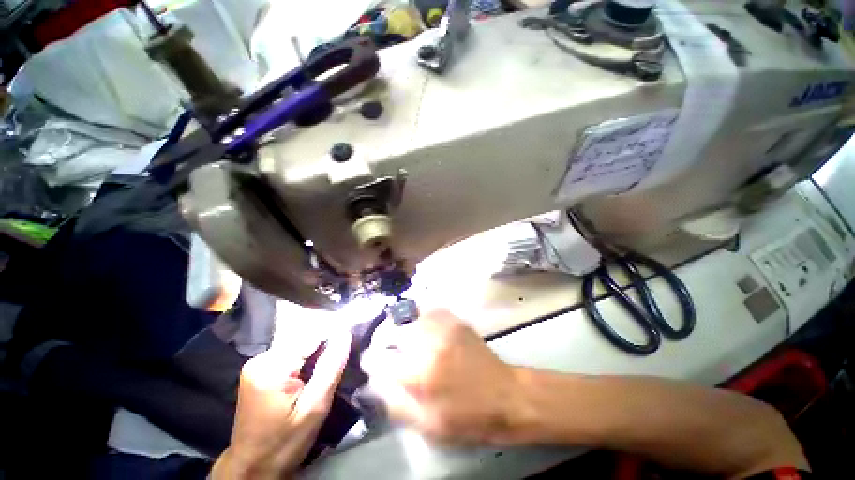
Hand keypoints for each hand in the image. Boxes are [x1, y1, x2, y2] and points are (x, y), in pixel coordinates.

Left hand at [211, 331, 351, 479]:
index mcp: (272, 367)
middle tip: (336, 364)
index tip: (348, 346)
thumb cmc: (285, 443)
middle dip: (323, 348)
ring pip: (297, 346)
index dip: (332, 338)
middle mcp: (261, 359)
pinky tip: (309, 375)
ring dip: (313, 355)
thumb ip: (331, 368)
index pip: (311, 336)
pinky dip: (302, 361)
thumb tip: (345, 335)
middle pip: (303, 340)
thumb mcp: (315, 408)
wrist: (252, 468)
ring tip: (325, 370)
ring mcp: (256, 364)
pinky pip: (288, 355)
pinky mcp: (257, 370)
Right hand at [361, 310, 525, 444]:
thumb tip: (375, 381)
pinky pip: (427, 309)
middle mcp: (428, 342)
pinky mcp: (454, 319)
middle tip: (383, 349)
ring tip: (398, 336)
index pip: (379, 358)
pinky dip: (417, 315)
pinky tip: (419, 326)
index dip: (370, 361)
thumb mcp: (426, 424)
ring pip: (406, 315)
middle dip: (381, 340)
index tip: (371, 364)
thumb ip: (394, 402)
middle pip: (390, 330)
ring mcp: (443, 326)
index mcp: (419, 373)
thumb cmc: (467, 417)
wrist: (505, 394)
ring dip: (398, 326)